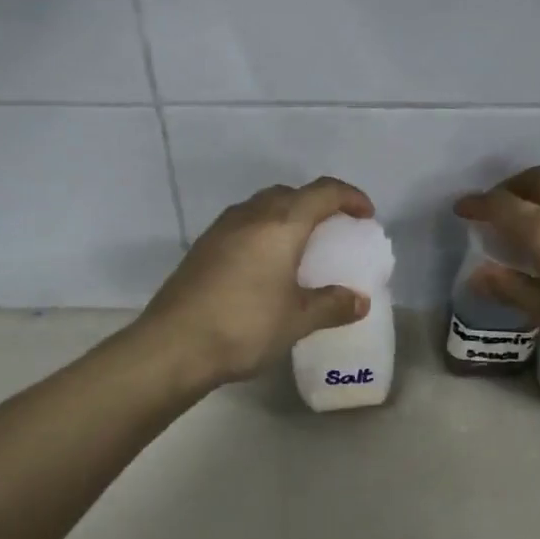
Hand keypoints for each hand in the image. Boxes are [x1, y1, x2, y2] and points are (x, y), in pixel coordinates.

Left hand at [139, 177, 375, 386]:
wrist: (173, 346)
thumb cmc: (244, 327)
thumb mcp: (297, 320)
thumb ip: (332, 305)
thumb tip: (359, 301)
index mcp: (280, 225)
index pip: (323, 192)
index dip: (350, 197)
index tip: (366, 215)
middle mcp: (250, 216)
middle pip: (291, 193)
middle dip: (317, 204)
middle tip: (334, 230)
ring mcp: (221, 229)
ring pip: (263, 205)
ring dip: (288, 215)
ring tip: (300, 246)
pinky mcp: (202, 247)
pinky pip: (243, 223)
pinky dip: (264, 231)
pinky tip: (265, 264)